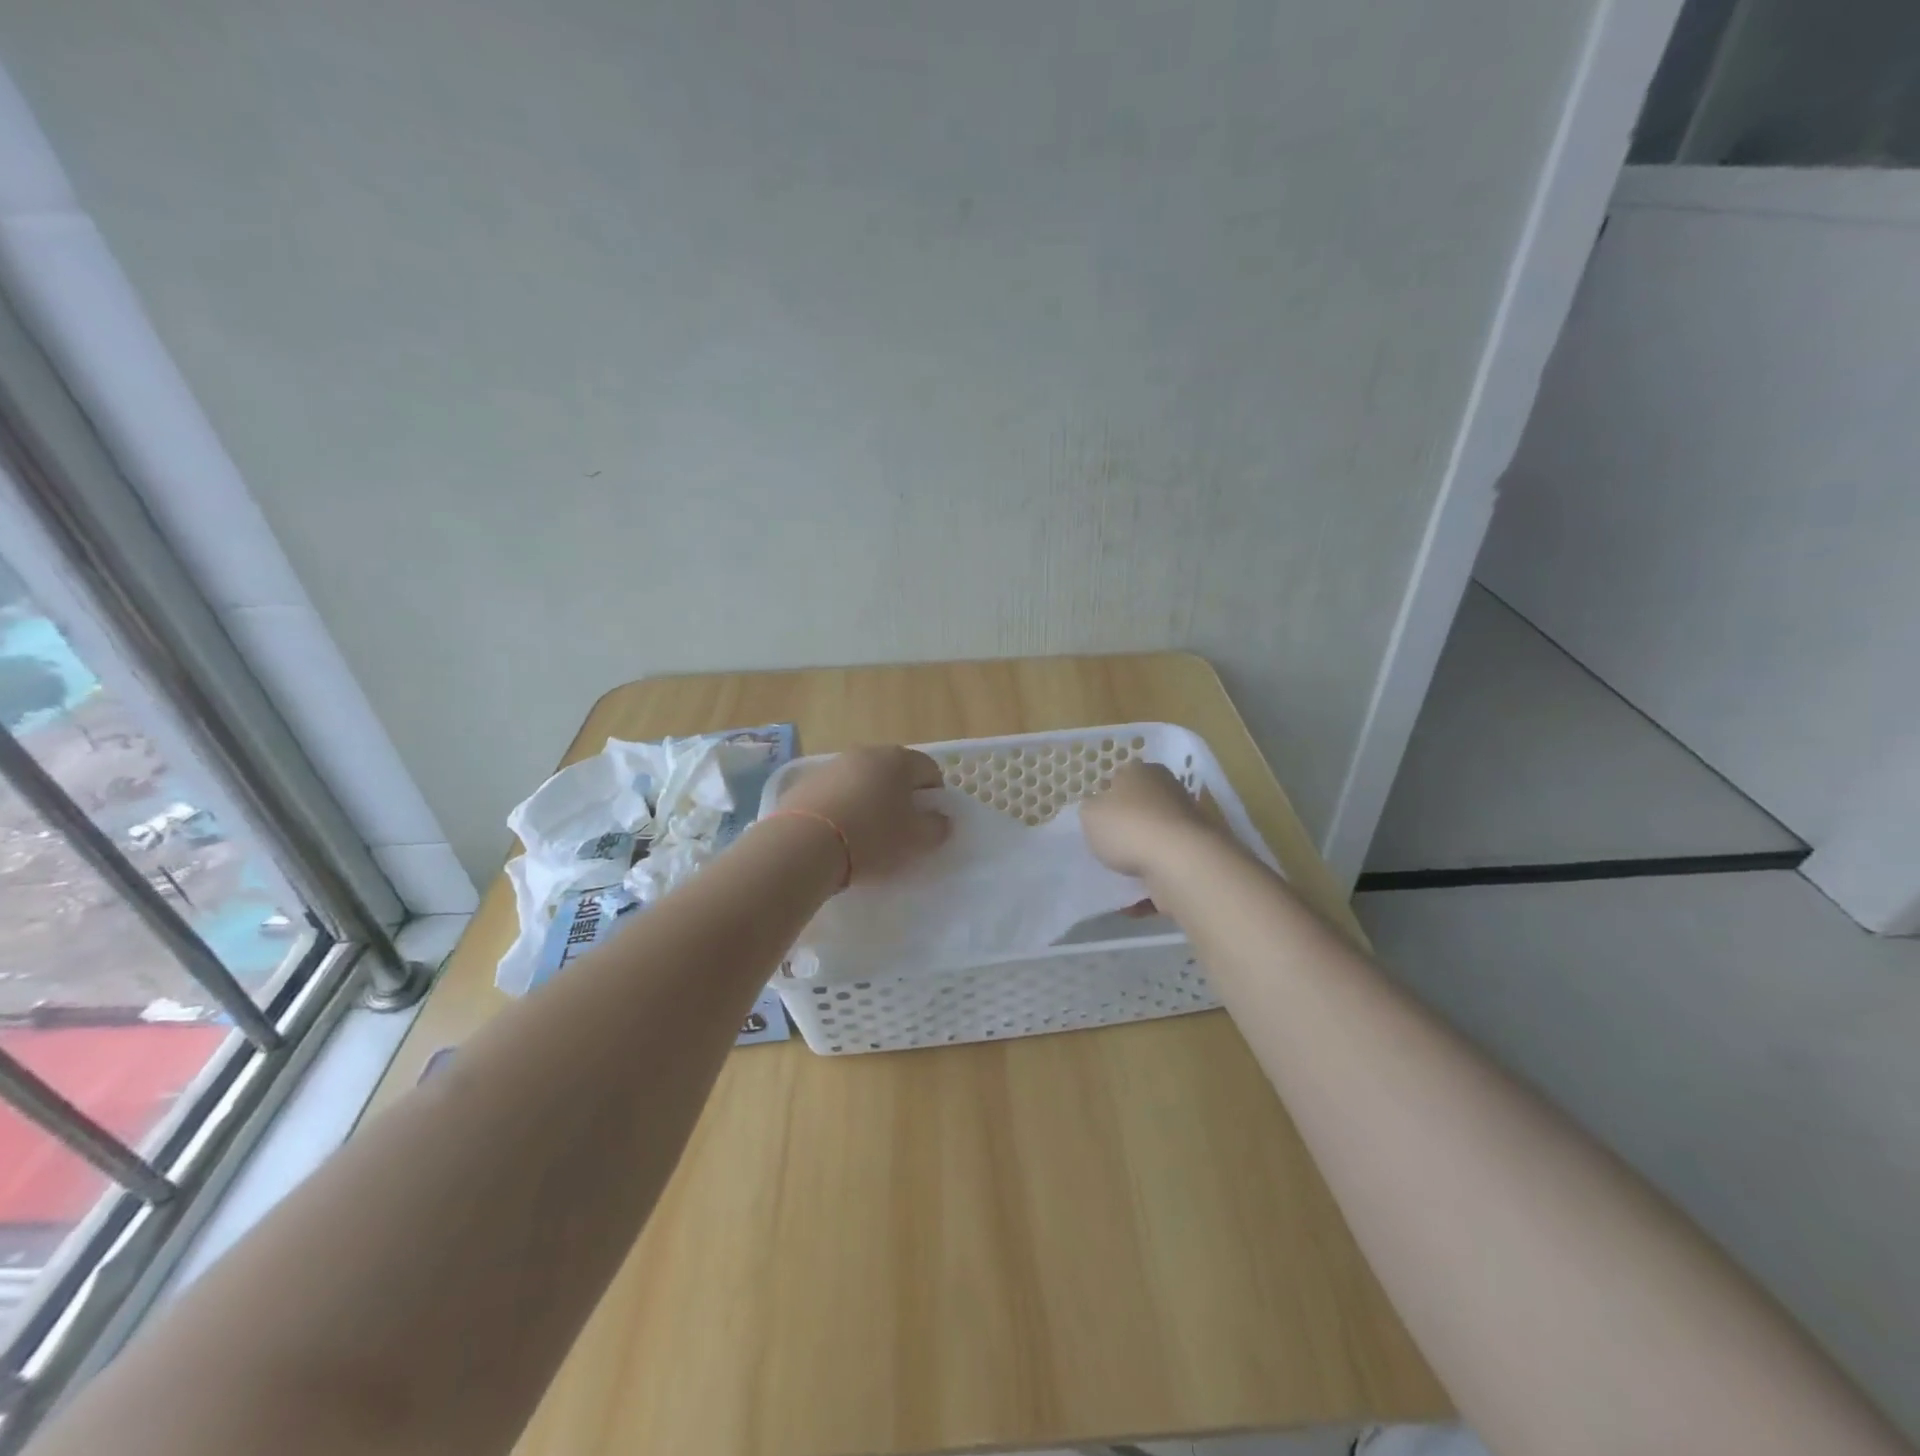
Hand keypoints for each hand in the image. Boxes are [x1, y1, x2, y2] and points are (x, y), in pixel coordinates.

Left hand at [772, 746, 950, 883]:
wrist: (804, 844)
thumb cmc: (871, 837)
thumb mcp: (916, 839)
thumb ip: (937, 826)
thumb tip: (941, 818)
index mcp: (898, 760)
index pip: (930, 770)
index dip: (935, 796)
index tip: (928, 822)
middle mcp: (866, 753)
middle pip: (894, 772)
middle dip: (901, 797)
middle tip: (899, 829)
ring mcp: (833, 765)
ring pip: (863, 781)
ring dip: (870, 800)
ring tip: (865, 834)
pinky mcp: (806, 782)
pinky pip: (835, 792)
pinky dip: (842, 807)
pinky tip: (837, 834)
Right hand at [1080, 760, 1220, 877]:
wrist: (1179, 861)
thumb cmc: (1128, 826)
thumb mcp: (1089, 814)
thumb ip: (1091, 811)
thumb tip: (1100, 812)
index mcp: (1142, 772)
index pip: (1121, 779)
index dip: (1107, 799)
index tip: (1097, 821)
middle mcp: (1169, 790)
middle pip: (1140, 809)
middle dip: (1126, 829)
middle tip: (1108, 848)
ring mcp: (1187, 822)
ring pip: (1155, 840)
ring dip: (1140, 859)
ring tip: (1120, 878)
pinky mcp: (1197, 852)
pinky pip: (1167, 868)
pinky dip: (1153, 882)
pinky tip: (1137, 898)